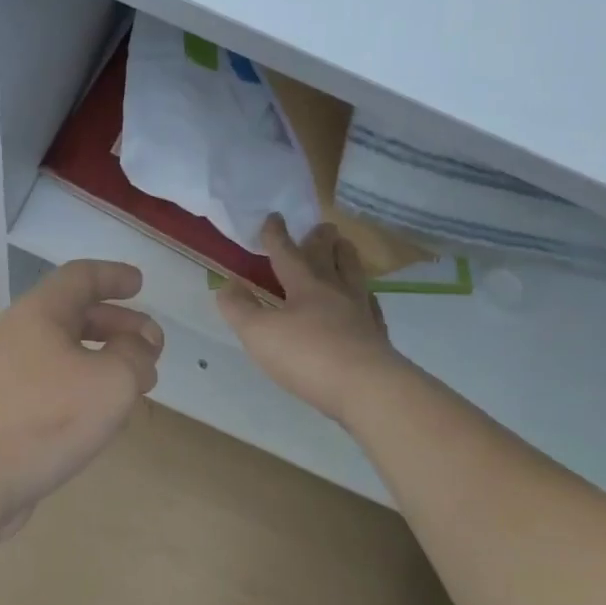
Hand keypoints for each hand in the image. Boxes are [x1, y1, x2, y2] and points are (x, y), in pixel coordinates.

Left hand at [0, 260, 163, 523]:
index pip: (81, 276)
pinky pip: (58, 384)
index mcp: (42, 312)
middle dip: (120, 325)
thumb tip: (139, 349)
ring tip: (140, 384)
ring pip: (69, 352)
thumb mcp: (113, 380)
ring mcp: (14, 374)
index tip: (141, 285)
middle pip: (77, 314)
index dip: (114, 276)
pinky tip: (108, 416)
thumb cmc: (48, 416)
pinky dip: (88, 387)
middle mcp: (23, 334)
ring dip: (108, 359)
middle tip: (153, 347)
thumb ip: (136, 355)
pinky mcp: (12, 409)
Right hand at [218, 216, 404, 422]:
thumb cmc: (307, 356)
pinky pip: (371, 306)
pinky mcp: (377, 335)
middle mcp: (335, 291)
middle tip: (323, 225)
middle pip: (328, 257)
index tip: (274, 216)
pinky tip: (366, 300)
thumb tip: (227, 285)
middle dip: (320, 239)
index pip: (287, 253)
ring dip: (347, 258)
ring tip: (345, 247)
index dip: (277, 235)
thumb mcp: (259, 333)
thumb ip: (240, 308)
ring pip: (354, 275)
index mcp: (305, 285)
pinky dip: (366, 296)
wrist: (367, 388)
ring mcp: (360, 312)